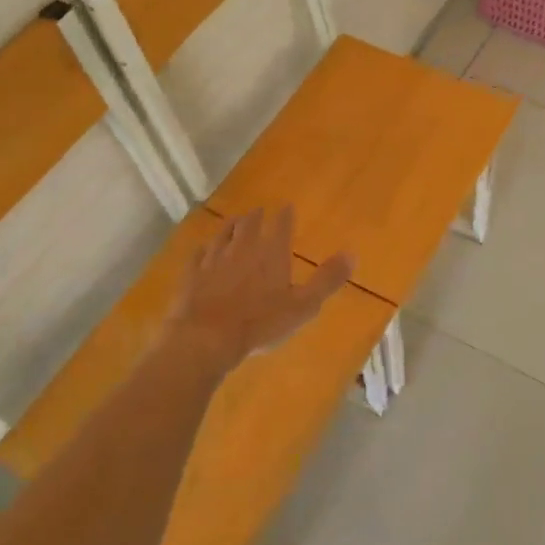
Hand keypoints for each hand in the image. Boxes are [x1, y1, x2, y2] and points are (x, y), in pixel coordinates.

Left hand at [167, 208, 351, 375]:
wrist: (206, 338)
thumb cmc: (260, 323)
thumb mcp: (303, 306)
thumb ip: (327, 280)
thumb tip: (352, 254)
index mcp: (271, 254)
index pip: (280, 226)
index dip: (284, 216)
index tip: (286, 206)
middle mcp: (242, 249)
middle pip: (249, 225)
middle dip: (256, 216)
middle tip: (258, 210)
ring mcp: (214, 260)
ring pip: (223, 235)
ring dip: (230, 226)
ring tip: (234, 220)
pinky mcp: (192, 276)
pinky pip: (198, 256)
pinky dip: (203, 249)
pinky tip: (202, 249)